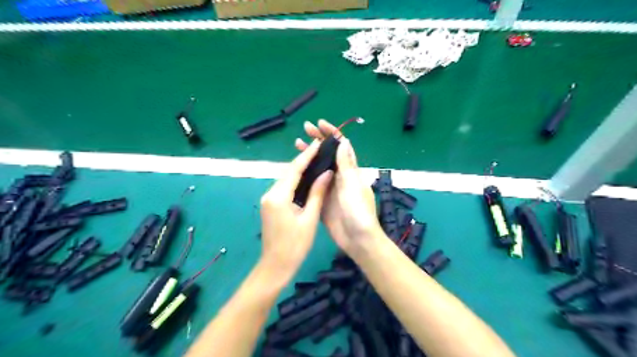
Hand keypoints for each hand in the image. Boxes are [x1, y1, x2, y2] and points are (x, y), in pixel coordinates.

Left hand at [258, 139, 333, 280]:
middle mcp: (270, 194)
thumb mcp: (309, 218)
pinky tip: (307, 178)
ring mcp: (268, 200)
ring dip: (299, 170)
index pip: (294, 170)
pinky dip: (295, 181)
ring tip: (316, 160)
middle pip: (288, 172)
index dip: (307, 155)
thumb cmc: (295, 245)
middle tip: (320, 150)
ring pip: (285, 180)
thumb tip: (327, 173)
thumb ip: (317, 193)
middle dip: (303, 160)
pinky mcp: (270, 205)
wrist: (275, 266)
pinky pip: (284, 188)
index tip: (318, 143)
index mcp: (278, 196)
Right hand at [295, 119, 380, 256]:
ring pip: (319, 167)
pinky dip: (305, 174)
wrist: (356, 239)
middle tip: (304, 130)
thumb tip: (343, 141)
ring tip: (297, 145)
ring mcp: (330, 187)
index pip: (341, 146)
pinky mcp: (322, 199)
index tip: (319, 124)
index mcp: (350, 170)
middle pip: (328, 154)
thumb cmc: (357, 211)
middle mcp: (340, 176)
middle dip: (318, 140)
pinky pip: (313, 183)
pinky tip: (295, 170)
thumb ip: (346, 165)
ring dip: (310, 155)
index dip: (331, 133)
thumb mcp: (352, 186)